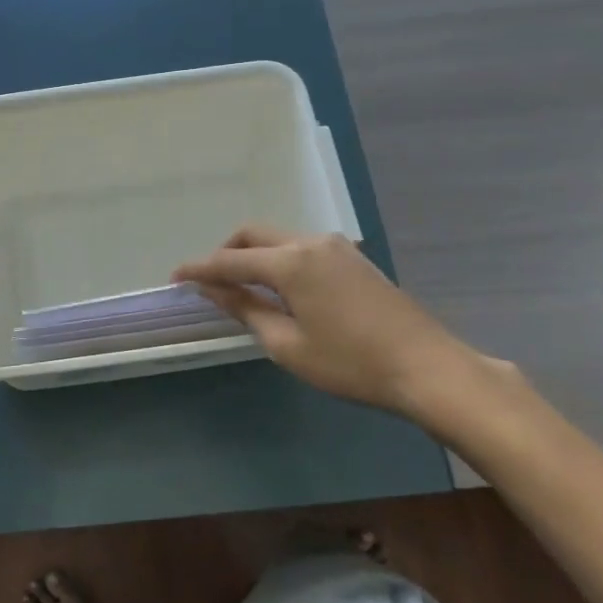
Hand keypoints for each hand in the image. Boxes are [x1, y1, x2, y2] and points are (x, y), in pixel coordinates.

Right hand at [173, 225, 496, 424]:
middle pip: (254, 235)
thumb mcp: (288, 345)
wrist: (427, 367)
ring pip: (279, 239)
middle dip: (225, 252)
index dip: (199, 269)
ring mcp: (337, 247)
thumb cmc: (351, 363)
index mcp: (291, 262)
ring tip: (242, 288)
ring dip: (254, 255)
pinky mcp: (354, 259)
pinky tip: (280, 289)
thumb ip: (247, 310)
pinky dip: (279, 260)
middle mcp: (311, 242)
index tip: (175, 277)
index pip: (230, 260)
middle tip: (209, 281)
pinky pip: (302, 248)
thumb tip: (215, 290)